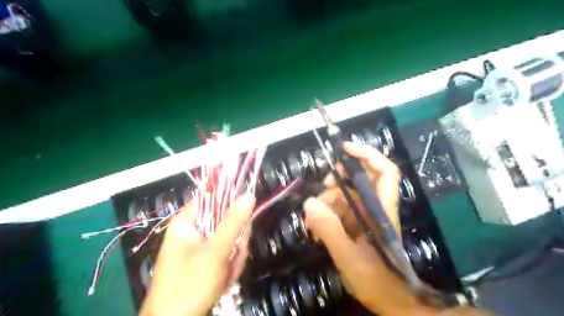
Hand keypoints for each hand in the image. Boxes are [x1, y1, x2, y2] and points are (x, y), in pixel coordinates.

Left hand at [138, 194, 256, 315]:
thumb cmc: (189, 286)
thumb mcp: (215, 252)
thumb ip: (233, 223)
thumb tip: (249, 195)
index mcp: (187, 221)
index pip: (212, 197)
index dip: (231, 201)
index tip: (246, 213)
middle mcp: (194, 230)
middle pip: (226, 220)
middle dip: (235, 240)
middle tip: (234, 256)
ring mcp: (201, 246)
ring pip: (230, 238)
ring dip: (234, 257)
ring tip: (225, 275)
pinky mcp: (207, 259)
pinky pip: (227, 253)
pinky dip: (230, 266)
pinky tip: (224, 280)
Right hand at [304, 142, 422, 313]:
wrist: (390, 300)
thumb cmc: (376, 280)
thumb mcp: (349, 256)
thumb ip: (330, 230)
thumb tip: (310, 203)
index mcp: (381, 210)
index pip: (384, 171)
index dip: (367, 154)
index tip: (344, 149)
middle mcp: (375, 207)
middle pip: (361, 178)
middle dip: (340, 178)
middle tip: (324, 187)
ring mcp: (366, 215)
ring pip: (346, 195)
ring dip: (328, 201)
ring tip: (313, 219)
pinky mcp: (357, 224)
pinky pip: (340, 210)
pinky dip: (327, 214)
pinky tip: (316, 228)